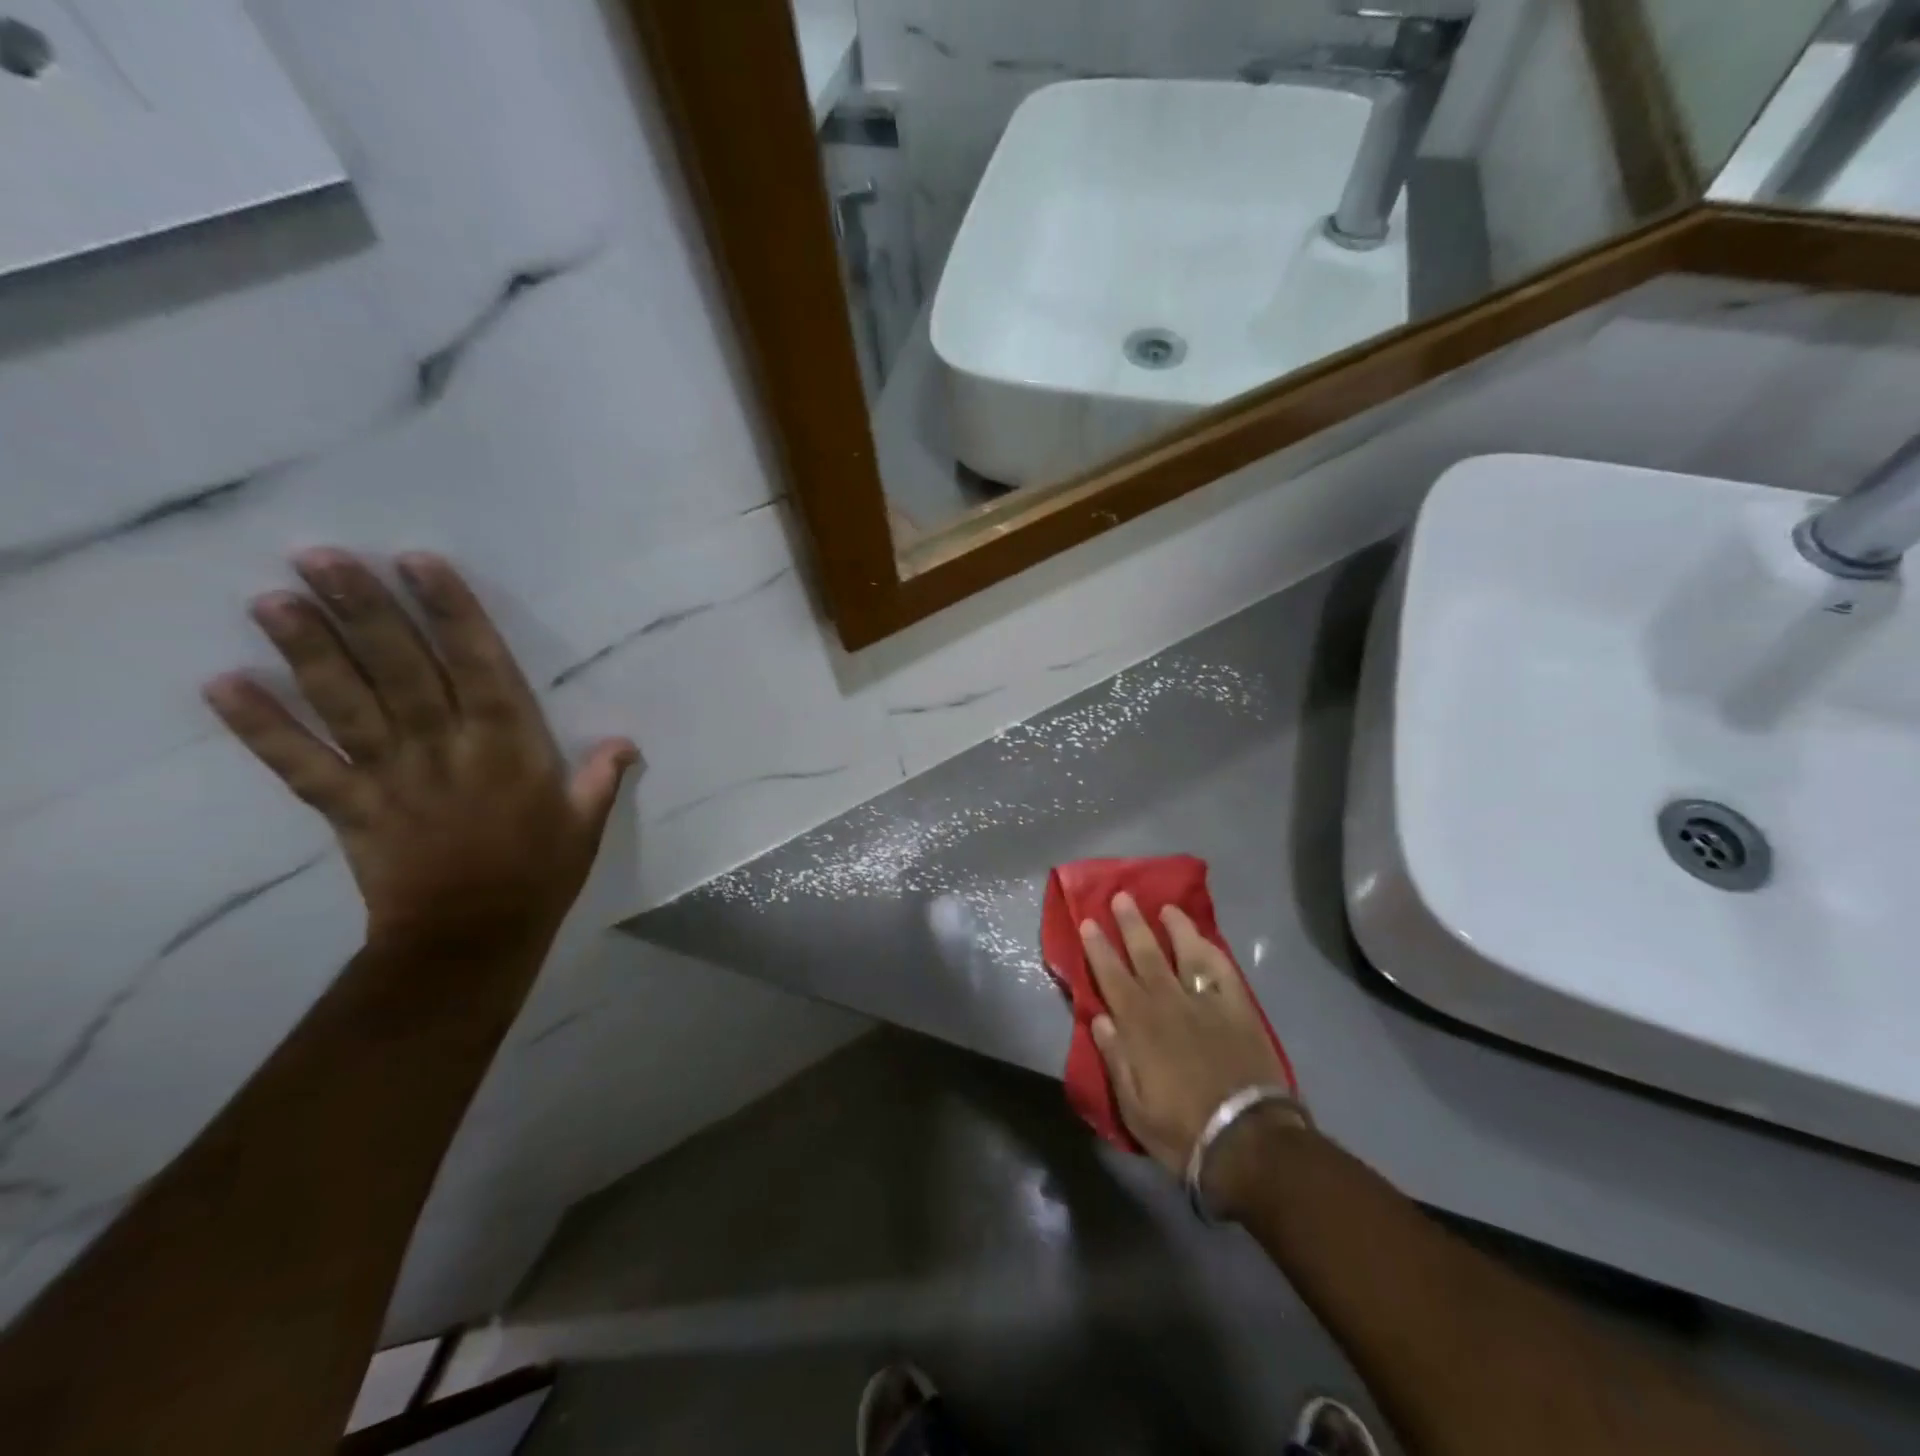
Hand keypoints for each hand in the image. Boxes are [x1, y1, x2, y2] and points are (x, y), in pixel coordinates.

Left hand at [204, 550, 637, 953]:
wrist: (470, 940)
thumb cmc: (539, 875)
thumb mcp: (586, 826)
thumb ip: (600, 778)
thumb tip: (626, 742)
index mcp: (509, 747)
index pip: (479, 666)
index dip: (451, 613)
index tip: (419, 563)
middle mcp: (446, 748)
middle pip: (401, 670)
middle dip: (364, 611)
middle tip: (322, 557)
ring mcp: (390, 776)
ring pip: (347, 704)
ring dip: (309, 651)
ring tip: (272, 599)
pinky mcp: (348, 807)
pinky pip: (299, 764)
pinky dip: (259, 727)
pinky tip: (223, 684)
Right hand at [1081, 894, 1299, 1192]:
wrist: (1246, 1140)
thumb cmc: (1181, 1129)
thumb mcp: (1133, 1105)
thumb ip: (1115, 1058)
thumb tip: (1100, 1018)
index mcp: (1138, 1025)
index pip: (1112, 976)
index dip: (1099, 948)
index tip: (1089, 922)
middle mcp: (1168, 1003)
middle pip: (1146, 954)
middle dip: (1131, 924)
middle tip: (1121, 896)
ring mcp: (1206, 1002)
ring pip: (1186, 953)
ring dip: (1174, 928)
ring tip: (1166, 907)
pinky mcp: (1238, 1009)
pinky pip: (1223, 970)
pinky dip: (1212, 951)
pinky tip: (1205, 939)